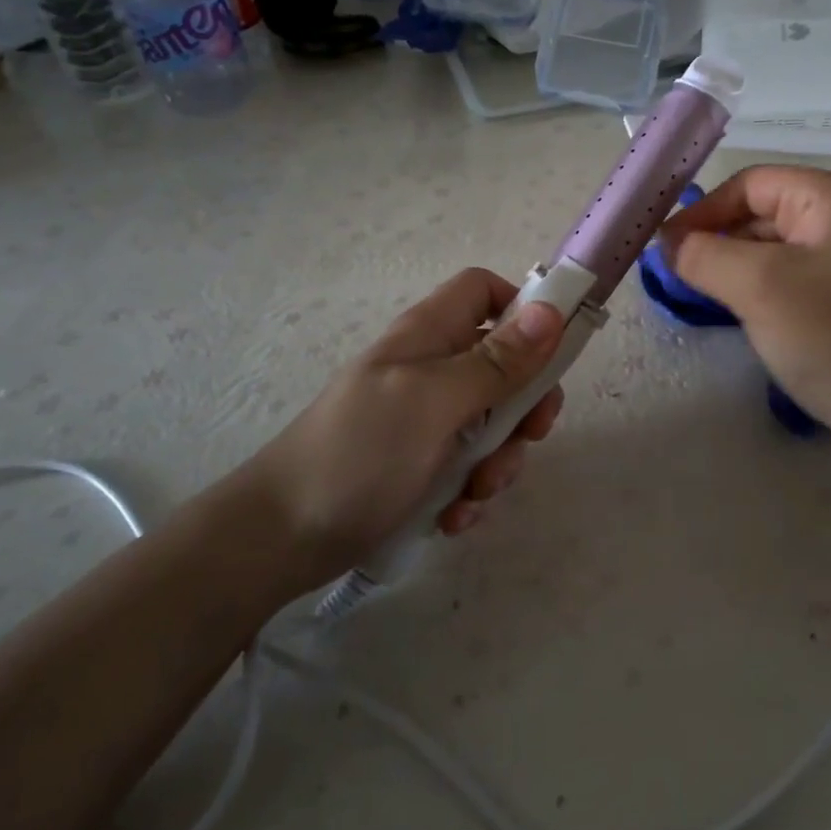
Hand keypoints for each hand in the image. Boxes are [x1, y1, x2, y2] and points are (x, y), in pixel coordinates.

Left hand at [249, 269, 565, 581]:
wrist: (279, 539)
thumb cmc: (359, 452)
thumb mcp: (435, 401)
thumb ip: (496, 360)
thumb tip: (551, 311)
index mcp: (430, 335)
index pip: (485, 290)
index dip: (523, 310)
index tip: (551, 352)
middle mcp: (431, 368)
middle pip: (503, 363)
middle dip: (523, 405)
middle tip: (527, 437)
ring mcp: (425, 418)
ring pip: (492, 421)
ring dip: (498, 459)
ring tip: (475, 493)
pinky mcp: (419, 463)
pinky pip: (467, 465)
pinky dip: (469, 490)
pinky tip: (454, 517)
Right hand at [659, 167, 830, 461]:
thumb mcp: (758, 287)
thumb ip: (703, 254)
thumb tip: (669, 243)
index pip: (749, 185)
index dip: (702, 212)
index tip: (663, 249)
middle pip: (762, 213)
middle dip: (717, 241)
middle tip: (674, 275)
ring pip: (775, 246)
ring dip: (735, 266)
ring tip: (700, 295)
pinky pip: (793, 273)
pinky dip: (761, 287)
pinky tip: (741, 312)